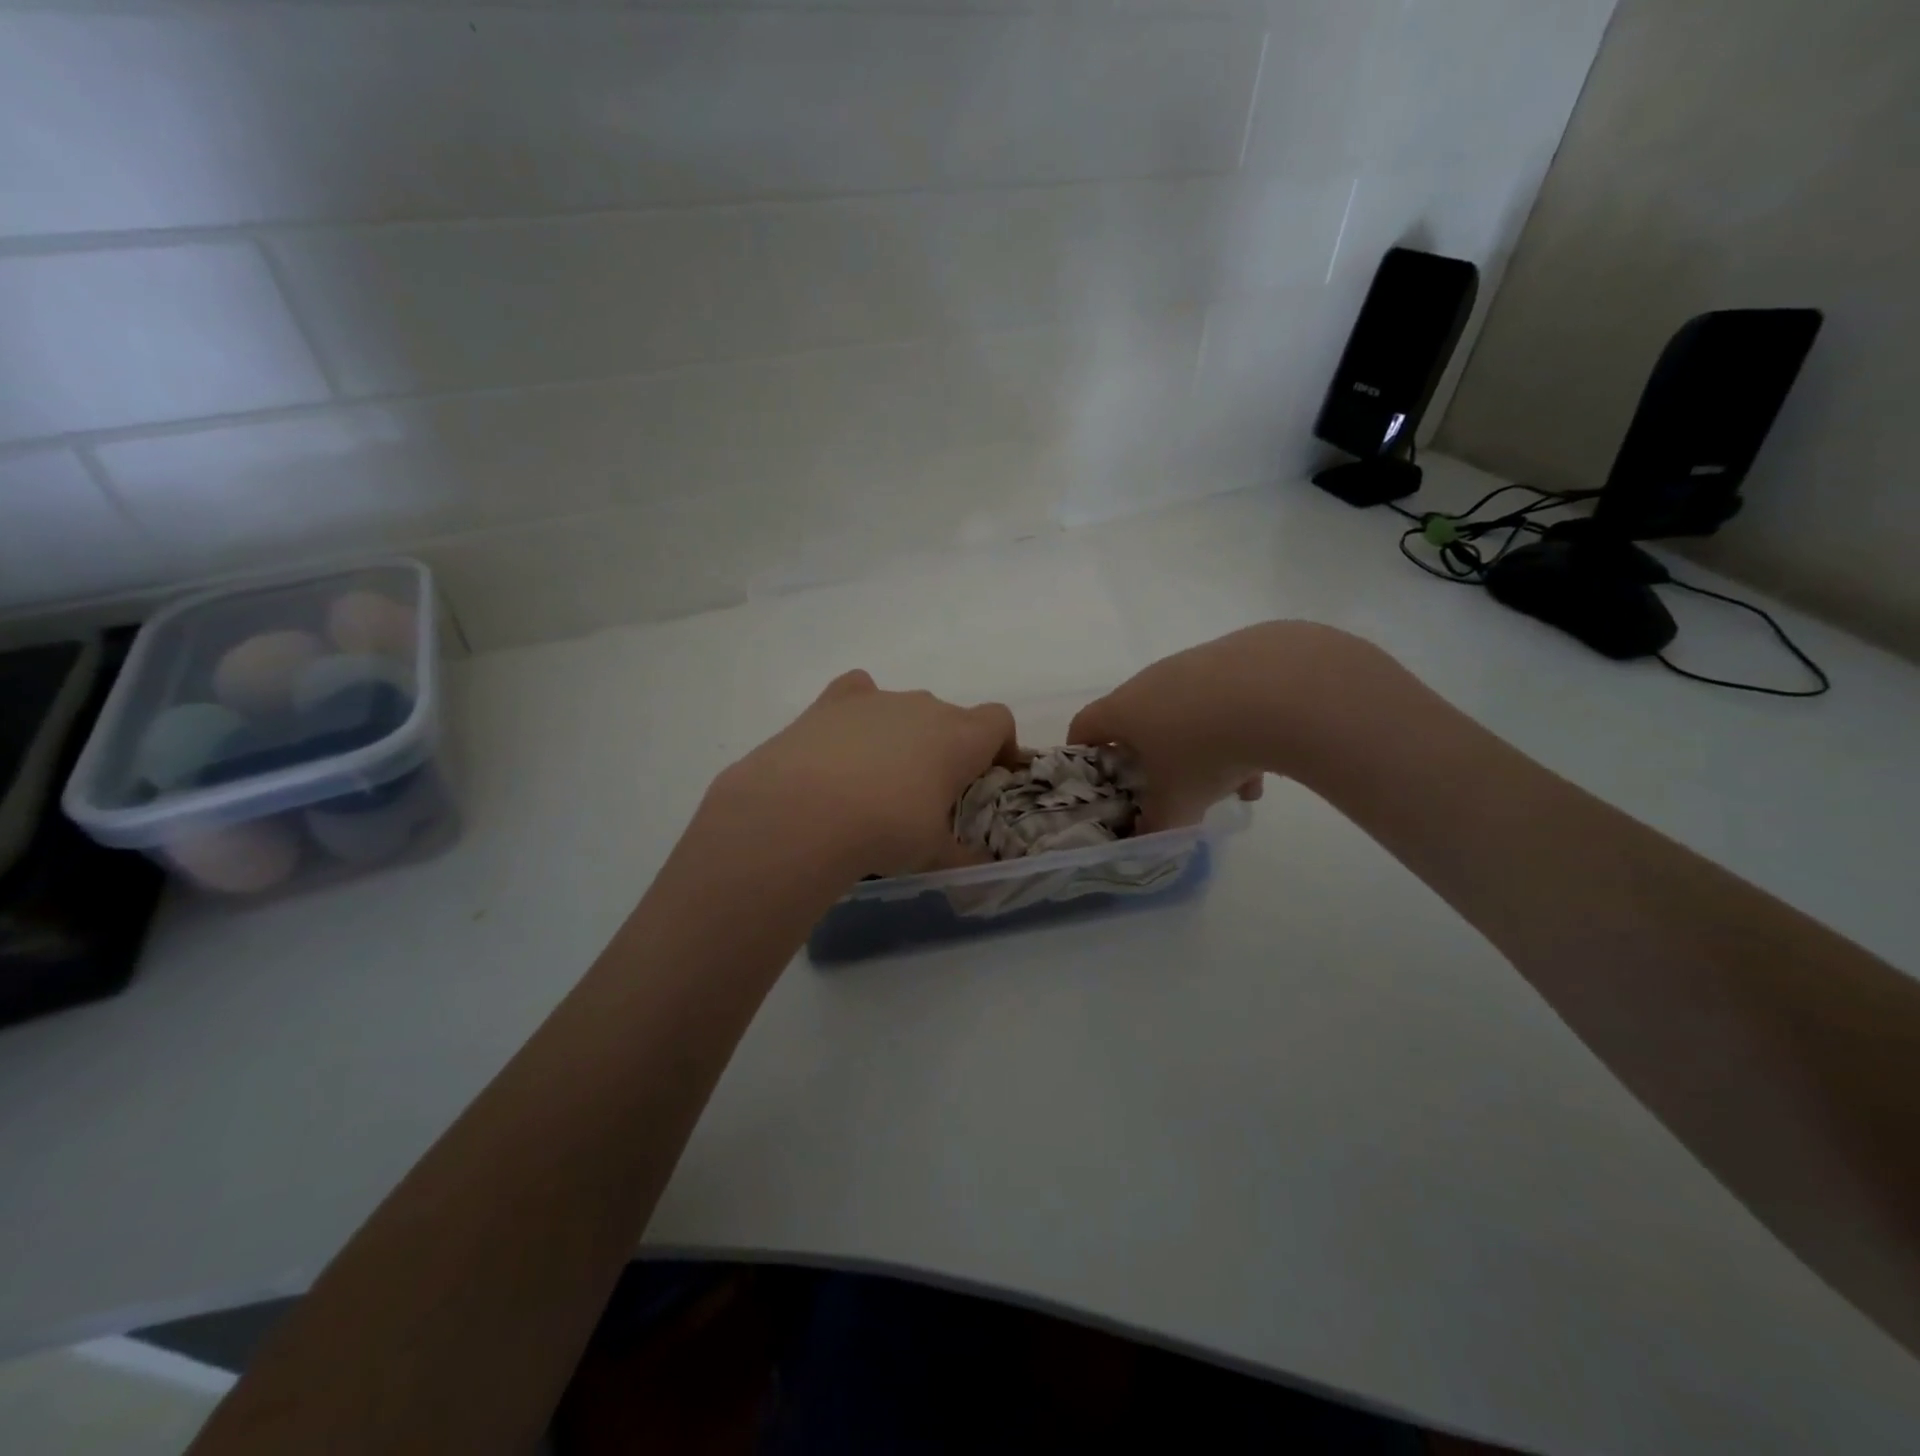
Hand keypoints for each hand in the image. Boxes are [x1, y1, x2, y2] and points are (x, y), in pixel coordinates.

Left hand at [705, 671, 1019, 880]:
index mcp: (961, 737)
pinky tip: (845, 742)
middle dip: (947, 748)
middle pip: (951, 717)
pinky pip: (859, 693)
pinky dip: (860, 712)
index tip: (986, 777)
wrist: (805, 811)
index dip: (999, 746)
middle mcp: (925, 707)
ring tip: (878, 780)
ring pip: (905, 709)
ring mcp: (879, 698)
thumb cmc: (887, 830)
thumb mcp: (933, 853)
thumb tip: (979, 867)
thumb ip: (963, 857)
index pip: (999, 720)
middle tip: (929, 792)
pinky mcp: (834, 701)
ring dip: (904, 735)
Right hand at [1069, 622, 1380, 831]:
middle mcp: (1152, 680)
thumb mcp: (1177, 802)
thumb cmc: (1205, 750)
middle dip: (1155, 758)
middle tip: (1173, 789)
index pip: (1084, 726)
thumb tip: (1146, 836)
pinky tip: (1269, 759)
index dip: (1084, 753)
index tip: (1099, 779)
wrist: (1281, 690)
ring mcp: (1196, 663)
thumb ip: (1155, 824)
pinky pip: (1227, 699)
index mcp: (1124, 709)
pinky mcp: (1239, 655)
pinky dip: (1239, 728)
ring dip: (1203, 748)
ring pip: (1189, 712)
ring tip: (1235, 786)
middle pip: (1141, 720)